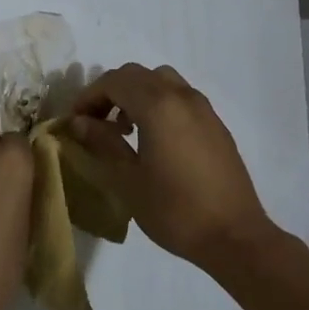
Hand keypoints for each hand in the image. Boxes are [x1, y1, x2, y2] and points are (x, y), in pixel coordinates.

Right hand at [67, 63, 268, 266]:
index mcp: (158, 106)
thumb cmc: (174, 210)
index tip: (74, 121)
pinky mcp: (215, 123)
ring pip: (161, 81)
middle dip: (110, 91)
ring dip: (136, 94)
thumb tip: (79, 122)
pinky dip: (158, 103)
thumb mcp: (128, 179)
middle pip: (137, 74)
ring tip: (124, 129)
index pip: (114, 81)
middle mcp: (182, 96)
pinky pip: (180, 97)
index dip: (89, 96)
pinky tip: (153, 139)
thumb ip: (103, 143)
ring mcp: (203, 108)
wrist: (234, 235)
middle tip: (94, 123)